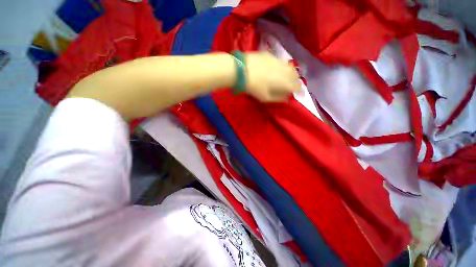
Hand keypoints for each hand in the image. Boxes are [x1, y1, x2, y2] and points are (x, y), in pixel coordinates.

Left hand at [244, 52, 301, 101]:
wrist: (241, 70)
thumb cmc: (253, 87)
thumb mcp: (265, 97)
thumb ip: (278, 98)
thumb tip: (287, 98)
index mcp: (284, 82)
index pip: (296, 86)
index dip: (299, 90)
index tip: (300, 93)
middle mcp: (284, 70)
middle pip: (295, 75)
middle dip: (297, 81)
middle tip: (295, 85)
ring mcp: (278, 61)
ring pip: (290, 67)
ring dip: (292, 73)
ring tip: (290, 77)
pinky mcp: (271, 55)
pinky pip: (281, 61)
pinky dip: (283, 66)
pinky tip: (279, 68)